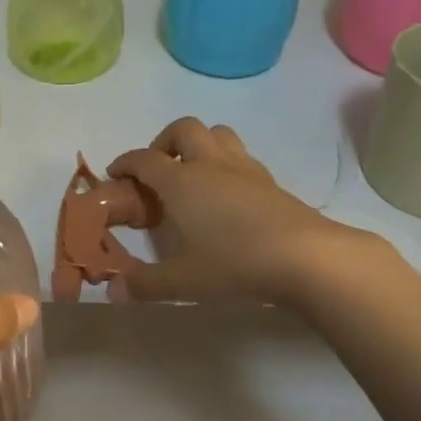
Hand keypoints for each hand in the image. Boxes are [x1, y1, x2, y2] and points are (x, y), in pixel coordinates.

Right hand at [108, 118, 380, 304]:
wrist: (306, 258)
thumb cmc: (235, 263)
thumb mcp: (183, 280)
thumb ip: (145, 284)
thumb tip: (113, 291)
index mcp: (181, 182)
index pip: (144, 159)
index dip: (125, 162)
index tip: (115, 174)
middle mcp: (209, 165)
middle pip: (183, 129)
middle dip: (164, 142)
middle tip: (159, 169)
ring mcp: (244, 169)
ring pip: (217, 134)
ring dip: (199, 145)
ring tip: (193, 174)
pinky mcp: (270, 181)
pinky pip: (240, 156)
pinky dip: (225, 164)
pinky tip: (226, 194)